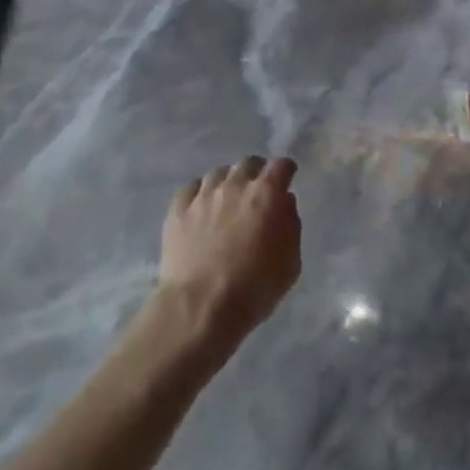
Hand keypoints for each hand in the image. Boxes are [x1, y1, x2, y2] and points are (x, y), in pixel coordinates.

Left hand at [157, 156, 301, 347]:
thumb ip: (291, 225)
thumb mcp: (290, 263)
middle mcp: (235, 184)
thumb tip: (283, 204)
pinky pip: (192, 188)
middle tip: (257, 193)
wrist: (201, 306)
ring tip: (227, 202)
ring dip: (228, 182)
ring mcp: (203, 194)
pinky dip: (200, 194)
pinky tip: (201, 208)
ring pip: (218, 173)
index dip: (285, 171)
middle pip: (248, 163)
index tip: (286, 180)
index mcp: (266, 194)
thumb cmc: (254, 288)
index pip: (280, 166)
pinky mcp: (178, 209)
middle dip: (256, 173)